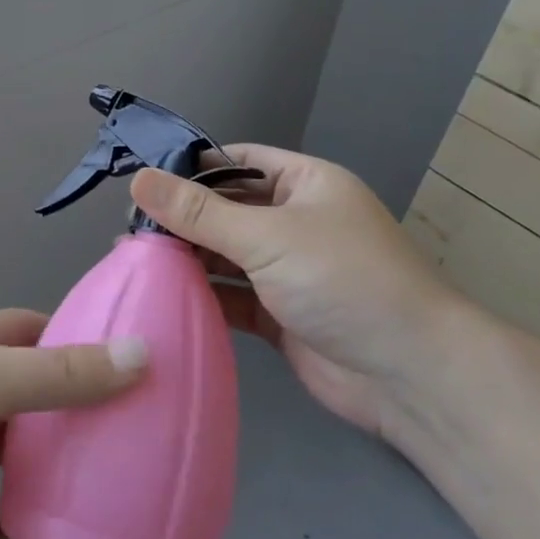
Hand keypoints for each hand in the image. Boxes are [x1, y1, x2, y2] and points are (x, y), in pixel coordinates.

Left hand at [0, 310, 146, 538]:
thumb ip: (60, 375)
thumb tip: (142, 356)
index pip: (40, 334)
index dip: (85, 343)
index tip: (138, 363)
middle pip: (37, 401)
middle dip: (81, 418)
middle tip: (143, 440)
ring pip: (19, 467)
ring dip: (57, 483)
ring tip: (116, 499)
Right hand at [130, 147, 476, 439]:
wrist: (411, 376)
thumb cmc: (343, 280)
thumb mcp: (267, 236)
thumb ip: (199, 212)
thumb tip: (138, 179)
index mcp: (305, 184)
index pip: (238, 161)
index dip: (193, 167)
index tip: (142, 180)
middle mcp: (296, 222)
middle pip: (227, 209)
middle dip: (183, 217)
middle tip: (128, 227)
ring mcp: (288, 271)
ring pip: (227, 255)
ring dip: (188, 257)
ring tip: (133, 257)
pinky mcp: (280, 315)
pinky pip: (233, 296)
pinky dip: (203, 295)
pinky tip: (162, 295)